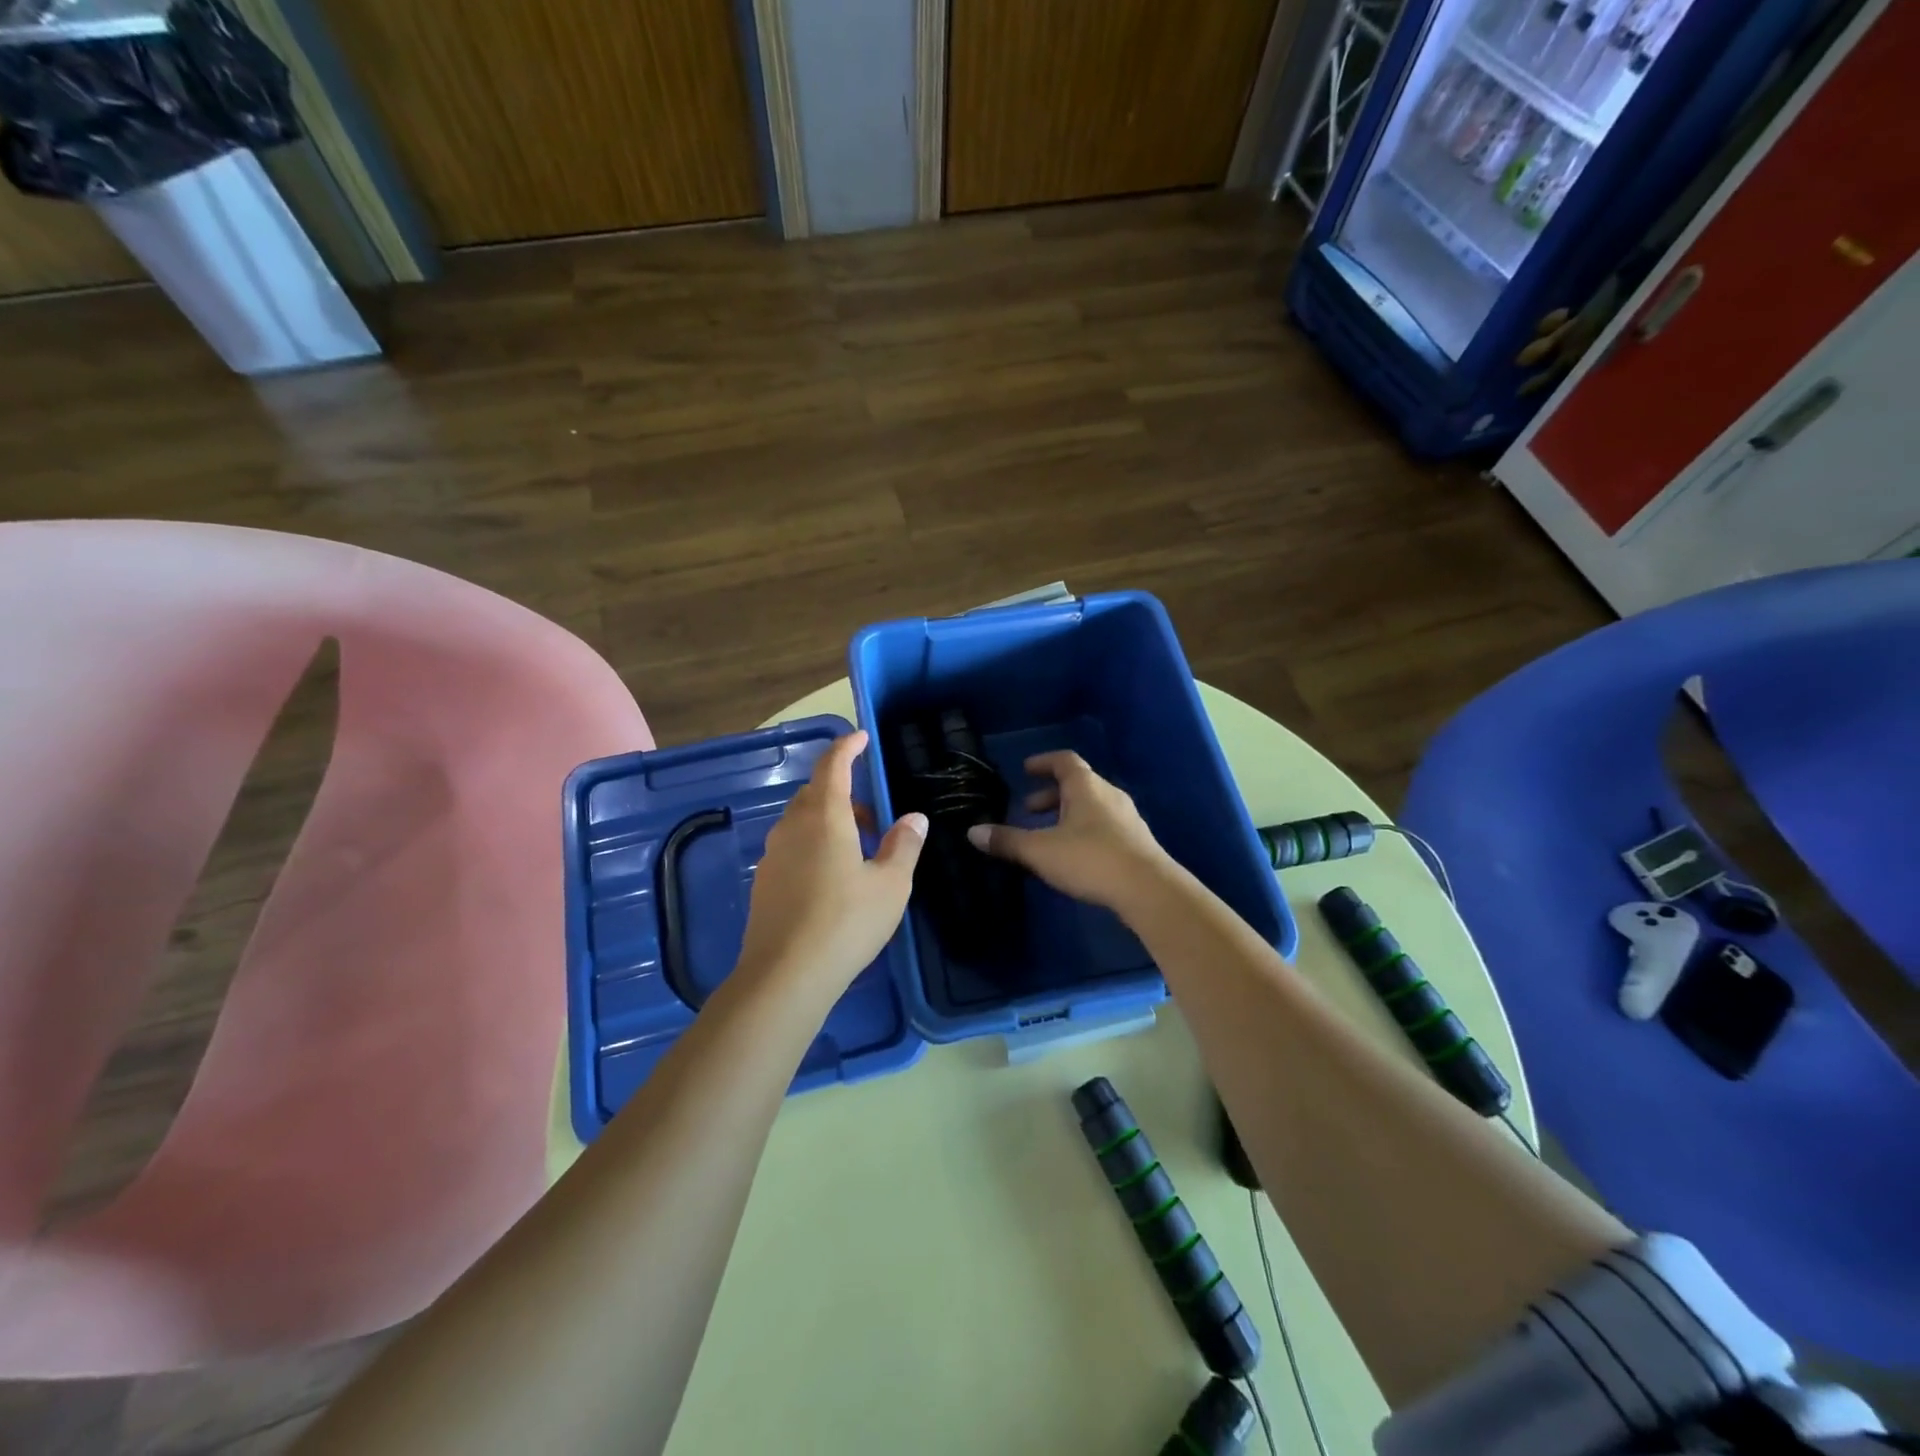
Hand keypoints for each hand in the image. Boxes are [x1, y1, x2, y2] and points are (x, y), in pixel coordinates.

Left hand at [737, 730, 925, 996]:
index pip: (833, 766)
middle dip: (843, 792)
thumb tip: (914, 818)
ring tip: (858, 851)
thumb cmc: (846, 922)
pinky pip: (792, 847)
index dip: (847, 747)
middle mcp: (792, 827)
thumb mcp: (891, 885)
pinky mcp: (764, 882)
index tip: (861, 738)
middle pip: (815, 793)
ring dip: (829, 822)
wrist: (785, 976)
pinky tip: (831, 879)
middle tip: (872, 817)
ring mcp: (773, 855)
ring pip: (801, 821)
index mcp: (824, 817)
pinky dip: (813, 845)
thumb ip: (904, 846)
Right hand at [966, 751, 1173, 910]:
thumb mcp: (1040, 851)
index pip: (1064, 761)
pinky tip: (1074, 855)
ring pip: (1092, 806)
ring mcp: (1127, 818)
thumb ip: (1007, 841)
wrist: (1148, 890)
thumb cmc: (1090, 859)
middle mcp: (1109, 794)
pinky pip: (1104, 825)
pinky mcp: (1136, 842)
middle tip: (1028, 809)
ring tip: (1048, 835)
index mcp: (1086, 786)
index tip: (1026, 770)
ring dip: (1067, 814)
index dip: (1043, 762)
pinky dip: (1084, 830)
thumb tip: (973, 832)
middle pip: (1078, 784)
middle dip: (1050, 795)